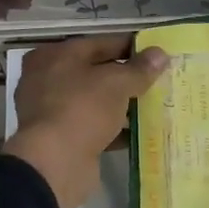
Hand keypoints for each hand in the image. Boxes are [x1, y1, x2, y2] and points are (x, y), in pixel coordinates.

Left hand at [4, 34, 169, 207]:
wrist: (54, 164)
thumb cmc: (82, 109)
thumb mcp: (116, 83)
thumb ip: (139, 69)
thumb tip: (160, 54)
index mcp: (55, 56)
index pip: (100, 43)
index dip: (130, 47)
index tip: (156, 54)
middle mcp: (48, 79)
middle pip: (96, 72)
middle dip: (126, 77)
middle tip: (158, 79)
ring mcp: (52, 111)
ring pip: (95, 101)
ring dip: (122, 104)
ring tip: (155, 105)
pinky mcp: (61, 138)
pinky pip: (94, 126)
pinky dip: (115, 129)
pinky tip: (142, 132)